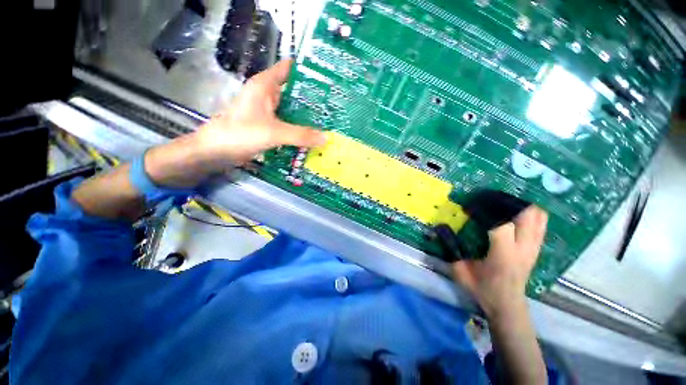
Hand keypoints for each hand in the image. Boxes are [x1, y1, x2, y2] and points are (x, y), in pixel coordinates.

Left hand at [193, 59, 325, 165]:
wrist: (216, 152)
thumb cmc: (240, 134)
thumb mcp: (273, 133)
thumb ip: (300, 135)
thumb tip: (326, 138)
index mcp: (265, 85)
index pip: (289, 69)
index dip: (307, 72)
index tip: (328, 79)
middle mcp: (267, 95)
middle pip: (293, 91)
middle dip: (312, 98)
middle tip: (333, 105)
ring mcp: (267, 111)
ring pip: (291, 109)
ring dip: (306, 115)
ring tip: (328, 120)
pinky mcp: (267, 125)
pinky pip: (287, 123)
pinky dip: (298, 128)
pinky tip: (311, 135)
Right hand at [452, 206, 547, 317]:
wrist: (507, 304)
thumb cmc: (482, 288)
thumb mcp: (460, 271)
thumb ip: (450, 248)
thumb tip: (438, 228)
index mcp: (504, 254)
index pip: (500, 223)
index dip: (484, 209)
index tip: (469, 207)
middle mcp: (523, 248)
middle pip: (525, 214)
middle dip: (505, 202)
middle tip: (486, 198)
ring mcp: (534, 247)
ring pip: (537, 216)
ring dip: (519, 205)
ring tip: (501, 202)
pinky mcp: (537, 248)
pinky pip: (541, 223)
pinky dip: (530, 213)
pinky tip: (515, 211)